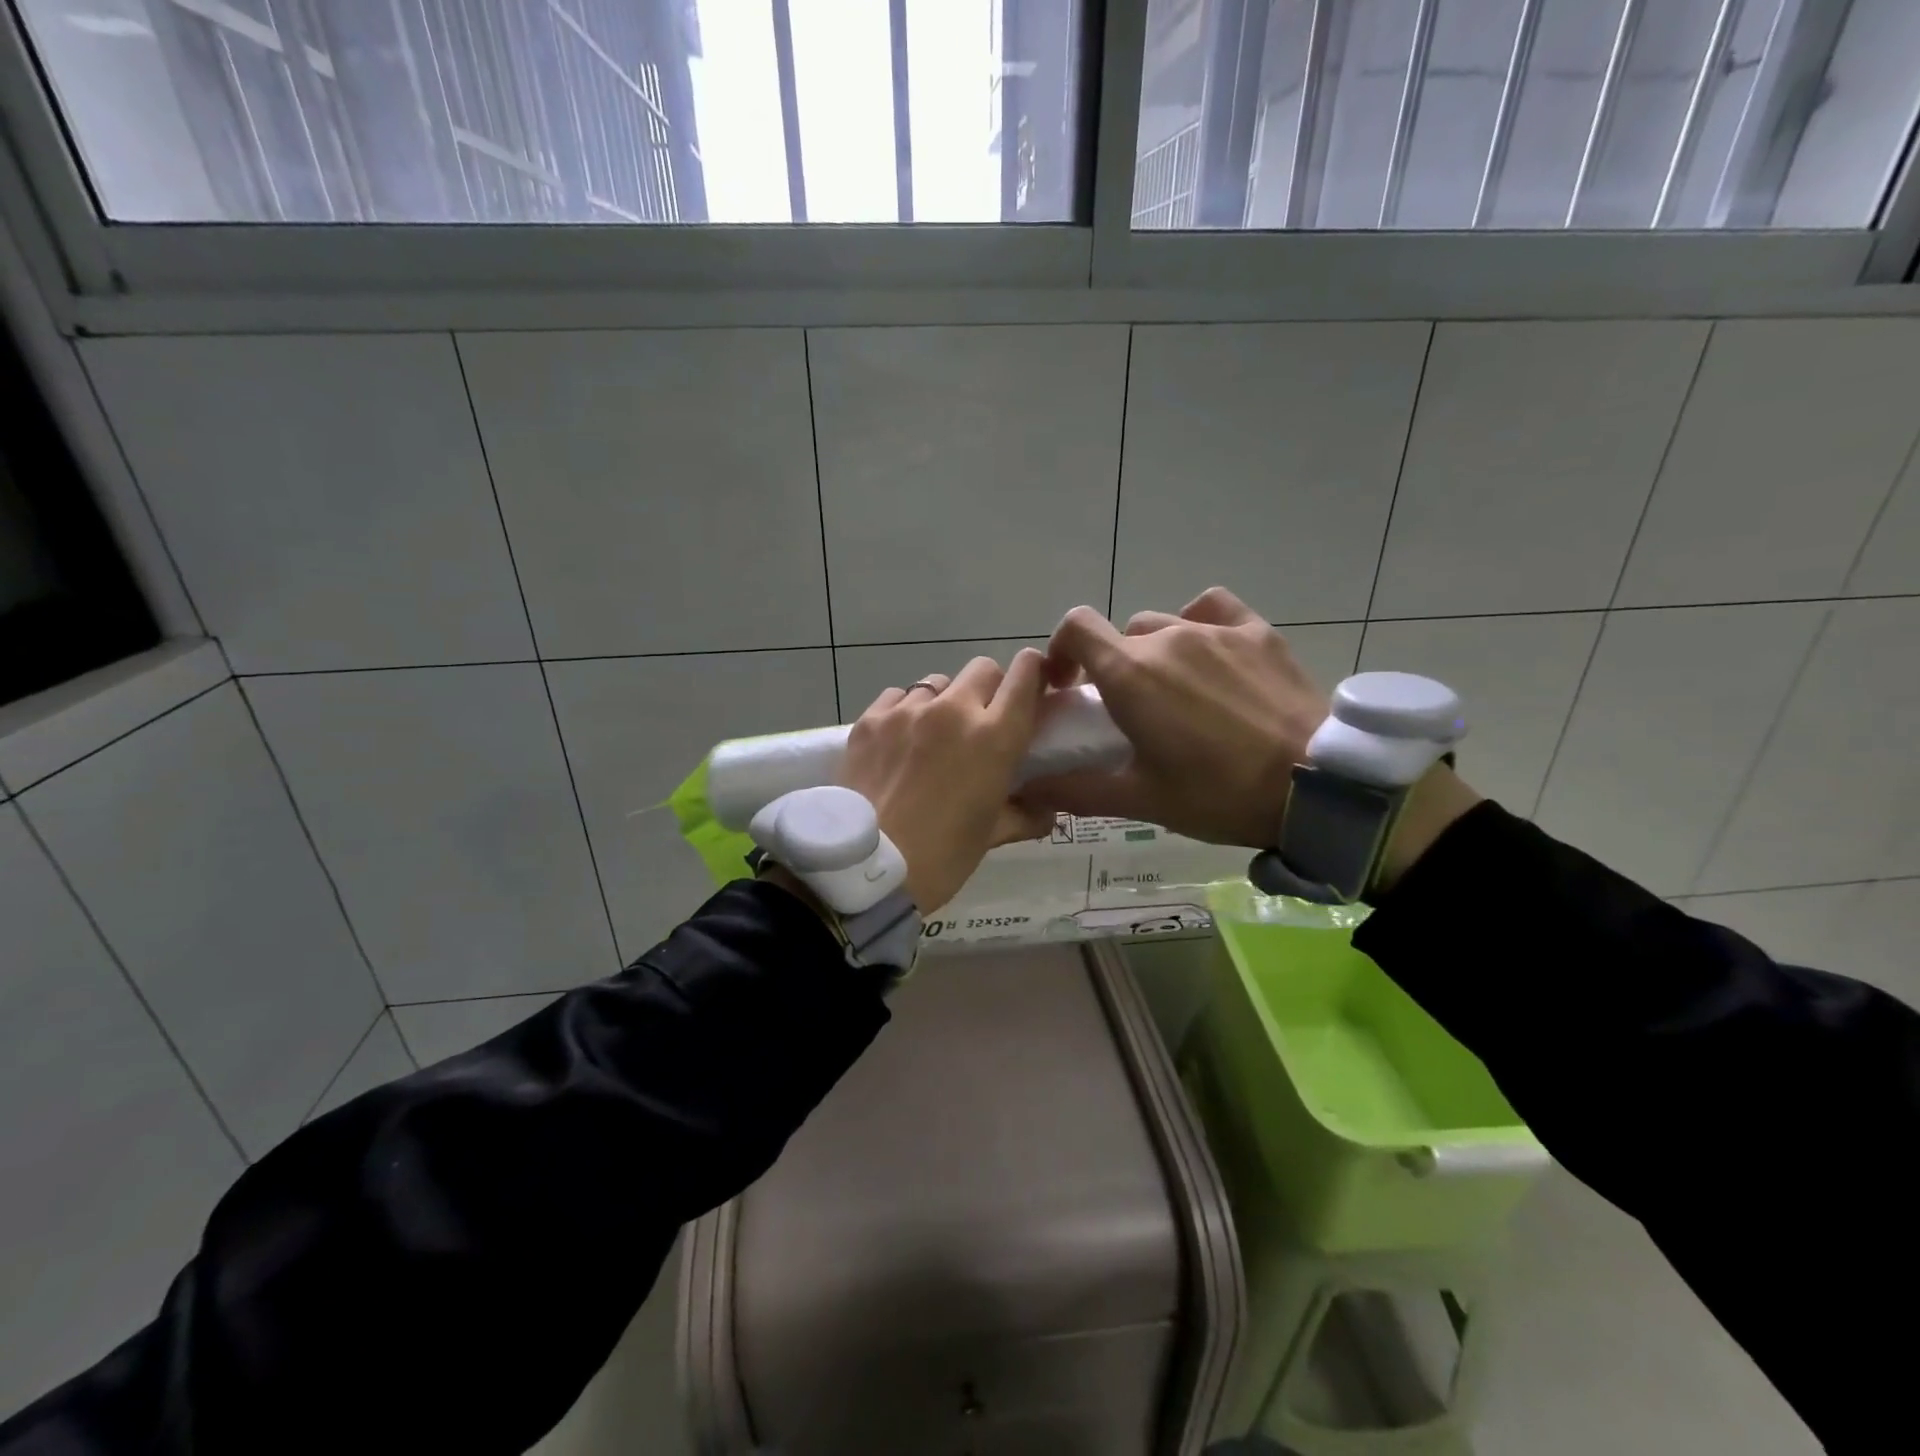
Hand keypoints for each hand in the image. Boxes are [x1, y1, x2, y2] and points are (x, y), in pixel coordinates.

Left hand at [839, 651, 1053, 913]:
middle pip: (982, 670)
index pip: (1025, 675)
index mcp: (995, 737)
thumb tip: (1047, 812)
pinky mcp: (870, 719)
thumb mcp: (991, 836)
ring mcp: (907, 711)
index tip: (1031, 688)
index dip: (1033, 674)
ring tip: (933, 735)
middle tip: (980, 722)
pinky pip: (897, 696)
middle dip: (989, 689)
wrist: (867, 869)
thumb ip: (1024, 814)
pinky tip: (899, 740)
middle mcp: (954, 710)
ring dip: (944, 701)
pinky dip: (905, 710)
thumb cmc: (942, 857)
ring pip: (937, 683)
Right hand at [1023, 587, 1331, 847]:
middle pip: (1120, 636)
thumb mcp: (1141, 800)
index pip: (1076, 627)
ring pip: (1164, 625)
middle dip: (1114, 667)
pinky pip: (1213, 609)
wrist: (1317, 786)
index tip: (1068, 686)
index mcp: (1130, 673)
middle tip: (1131, 711)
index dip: (1062, 650)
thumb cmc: (1218, 794)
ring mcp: (1215, 630)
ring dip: (1155, 652)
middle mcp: (1166, 637)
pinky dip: (1200, 623)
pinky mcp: (1257, 632)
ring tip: (1177, 691)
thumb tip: (1027, 787)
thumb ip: (1076, 790)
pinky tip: (1211, 653)